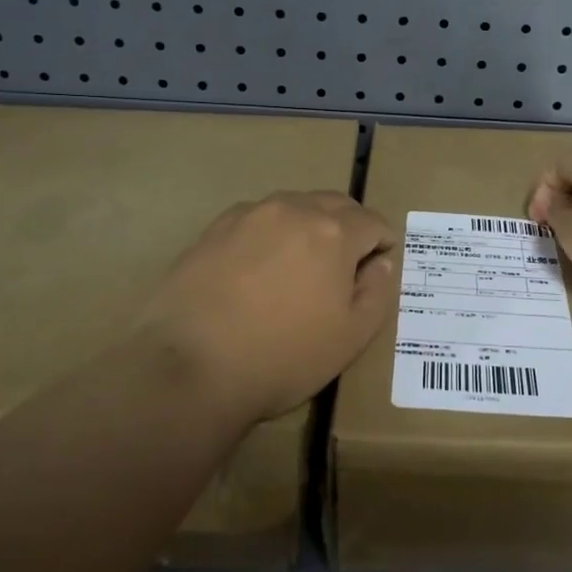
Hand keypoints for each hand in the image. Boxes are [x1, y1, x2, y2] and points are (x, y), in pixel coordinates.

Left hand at [136, 192, 395, 420]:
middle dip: (349, 228)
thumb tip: (381, 264)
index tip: (375, 271)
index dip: (382, 245)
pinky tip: (256, 270)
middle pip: (336, 205)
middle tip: (343, 268)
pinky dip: (270, 234)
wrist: (189, 367)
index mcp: (334, 231)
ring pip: (294, 207)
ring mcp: (250, 214)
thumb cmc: (282, 357)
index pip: (373, 222)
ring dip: (308, 227)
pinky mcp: (215, 228)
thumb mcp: (350, 338)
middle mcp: (294, 209)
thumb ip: (376, 293)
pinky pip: (257, 219)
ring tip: (298, 267)